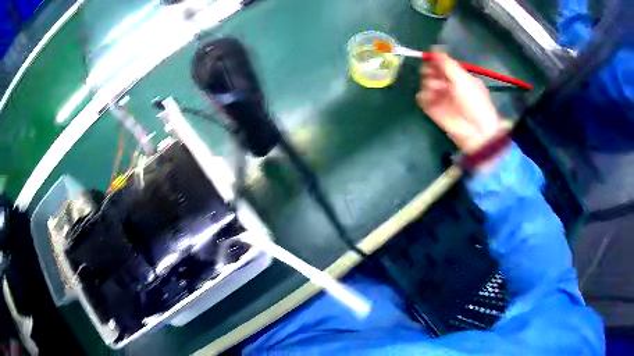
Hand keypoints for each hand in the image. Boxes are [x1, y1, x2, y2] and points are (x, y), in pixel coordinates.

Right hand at [416, 52, 504, 153]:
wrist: (476, 130)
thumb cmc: (473, 101)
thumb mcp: (462, 78)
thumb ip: (446, 63)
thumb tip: (434, 47)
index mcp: (458, 77)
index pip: (442, 65)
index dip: (434, 60)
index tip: (428, 58)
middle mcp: (448, 86)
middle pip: (431, 73)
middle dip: (429, 72)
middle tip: (431, 75)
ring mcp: (441, 98)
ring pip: (426, 84)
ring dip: (428, 84)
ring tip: (435, 89)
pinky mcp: (434, 110)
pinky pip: (422, 99)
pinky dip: (423, 97)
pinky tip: (428, 98)